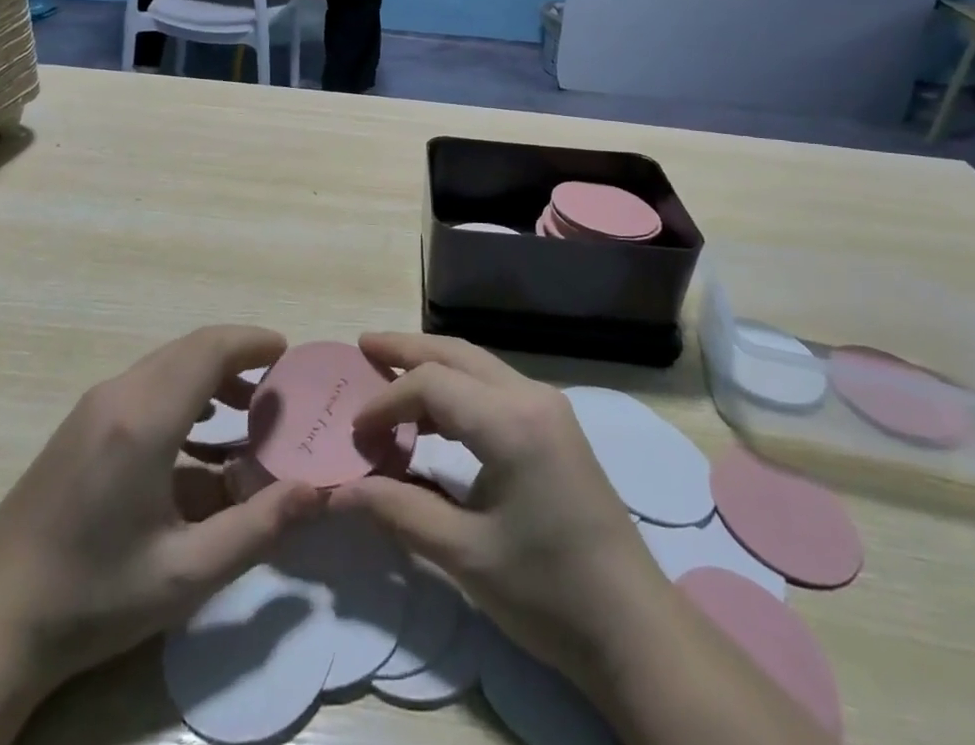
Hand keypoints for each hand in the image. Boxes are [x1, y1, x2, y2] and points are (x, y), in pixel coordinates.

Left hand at [0, 325, 324, 691]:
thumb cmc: (94, 597)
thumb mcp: (186, 574)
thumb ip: (258, 527)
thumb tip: (317, 490)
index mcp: (144, 419)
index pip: (210, 348)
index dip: (252, 342)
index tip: (288, 354)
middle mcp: (117, 395)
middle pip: (190, 348)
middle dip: (237, 356)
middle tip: (276, 388)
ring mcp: (91, 406)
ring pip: (165, 363)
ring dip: (209, 373)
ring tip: (244, 411)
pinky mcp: (77, 424)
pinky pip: (143, 384)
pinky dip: (180, 389)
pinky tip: (193, 436)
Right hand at [334, 335, 830, 744]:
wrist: (633, 628)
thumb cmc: (548, 592)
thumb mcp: (466, 556)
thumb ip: (400, 512)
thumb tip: (341, 491)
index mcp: (511, 421)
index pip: (432, 385)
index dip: (386, 402)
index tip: (355, 434)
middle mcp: (531, 396)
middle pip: (457, 354)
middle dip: (407, 349)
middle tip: (363, 346)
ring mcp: (548, 407)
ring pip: (477, 365)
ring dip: (432, 366)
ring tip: (388, 372)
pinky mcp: (554, 425)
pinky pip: (494, 388)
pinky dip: (457, 390)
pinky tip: (433, 415)